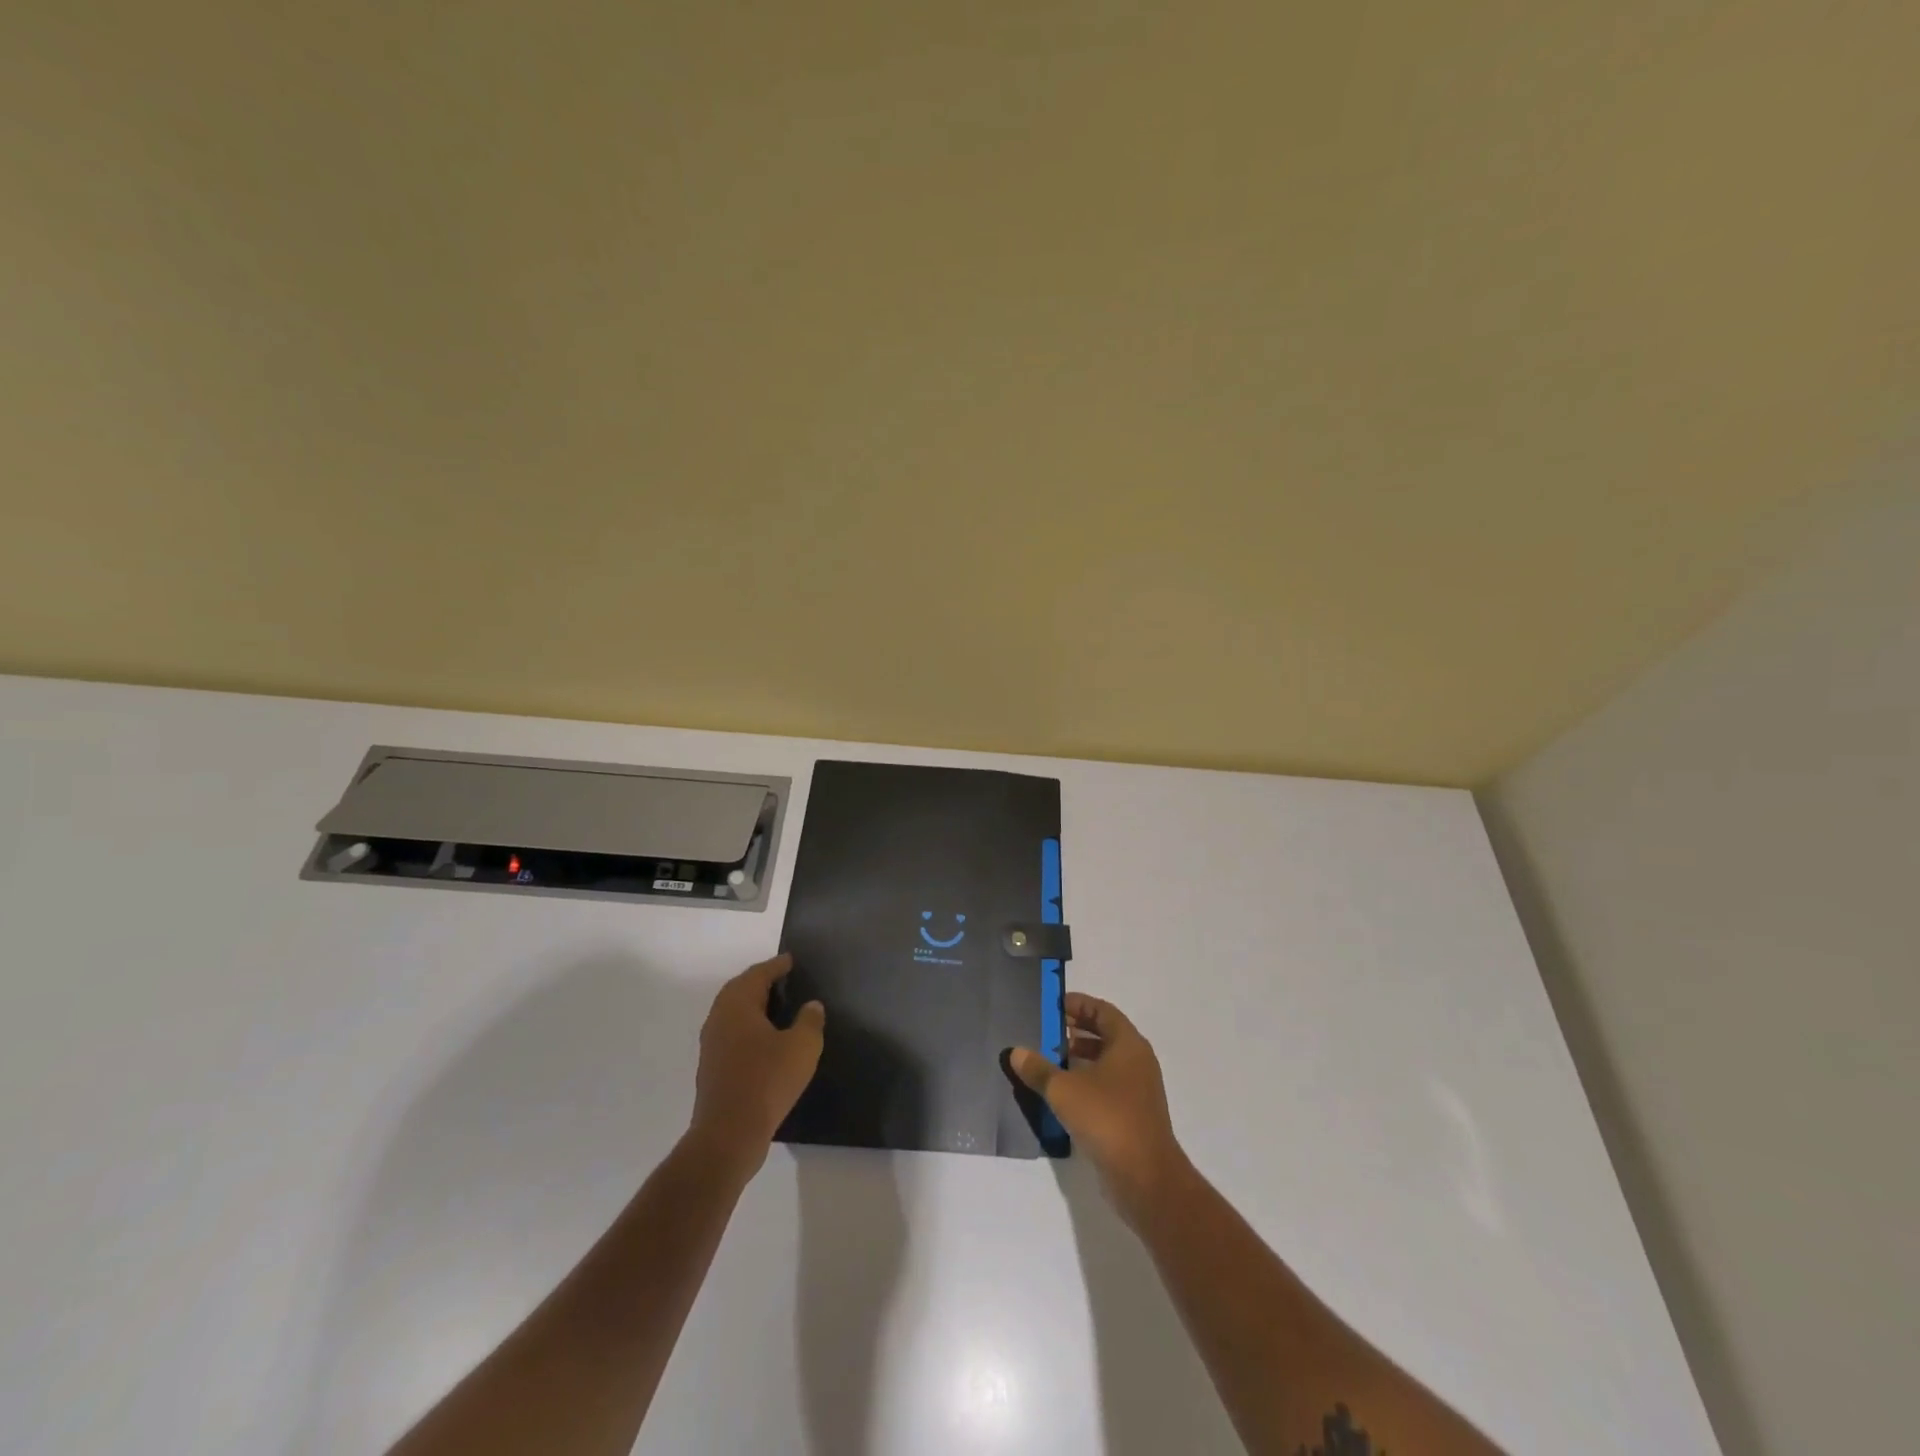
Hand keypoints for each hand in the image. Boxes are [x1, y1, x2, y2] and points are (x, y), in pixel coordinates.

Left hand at [688, 954, 824, 1176]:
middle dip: (762, 983)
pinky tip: (768, 1042)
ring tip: (780, 1009)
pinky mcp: (712, 1068)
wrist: (728, 1135)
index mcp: (737, 1004)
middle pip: (741, 990)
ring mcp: (712, 1045)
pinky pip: (733, 1035)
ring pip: (735, 1014)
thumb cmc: (767, 1081)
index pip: (758, 973)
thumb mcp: (802, 1047)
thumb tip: (811, 1006)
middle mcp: (719, 1018)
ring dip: (754, 1007)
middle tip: (786, 980)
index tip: (792, 960)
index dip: (777, 965)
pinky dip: (750, 1028)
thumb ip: (810, 1021)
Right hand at [1010, 993, 1188, 1225]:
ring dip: (1080, 1057)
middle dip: (1077, 1030)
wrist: (1145, 1177)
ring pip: (1107, 1062)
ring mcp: (1138, 1090)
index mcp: (1128, 1044)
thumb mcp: (1064, 1090)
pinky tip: (1063, 1093)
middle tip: (1047, 1030)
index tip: (1054, 1005)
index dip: (1079, 1004)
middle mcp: (1137, 1061)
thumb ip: (1039, 1069)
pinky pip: (1108, 1086)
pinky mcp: (1133, 1115)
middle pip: (1106, 1034)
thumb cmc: (1106, 1118)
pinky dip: (1087, 1081)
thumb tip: (1016, 1052)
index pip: (1102, 1011)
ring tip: (1050, 1060)